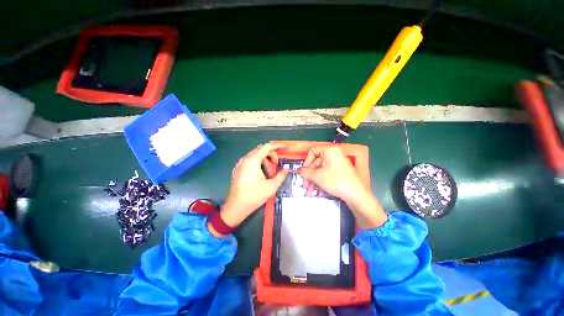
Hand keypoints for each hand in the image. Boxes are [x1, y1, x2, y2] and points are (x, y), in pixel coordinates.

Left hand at [220, 142, 288, 228]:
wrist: (236, 207)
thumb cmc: (254, 196)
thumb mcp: (271, 186)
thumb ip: (281, 175)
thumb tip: (287, 168)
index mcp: (252, 160)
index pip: (266, 147)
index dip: (277, 146)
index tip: (284, 148)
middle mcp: (245, 159)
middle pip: (261, 151)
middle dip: (271, 156)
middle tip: (277, 166)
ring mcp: (240, 164)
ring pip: (256, 156)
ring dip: (265, 161)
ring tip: (270, 174)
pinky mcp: (239, 169)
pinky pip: (251, 161)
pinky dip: (259, 164)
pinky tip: (262, 175)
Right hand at [298, 145, 386, 228]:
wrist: (355, 195)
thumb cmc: (336, 181)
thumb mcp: (317, 176)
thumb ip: (305, 172)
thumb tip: (299, 170)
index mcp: (329, 150)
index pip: (312, 151)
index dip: (306, 161)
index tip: (303, 171)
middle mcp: (334, 155)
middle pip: (316, 162)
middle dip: (309, 175)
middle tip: (304, 184)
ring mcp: (337, 163)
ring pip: (320, 170)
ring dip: (313, 180)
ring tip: (309, 191)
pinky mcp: (340, 172)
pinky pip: (326, 174)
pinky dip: (321, 182)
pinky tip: (317, 191)